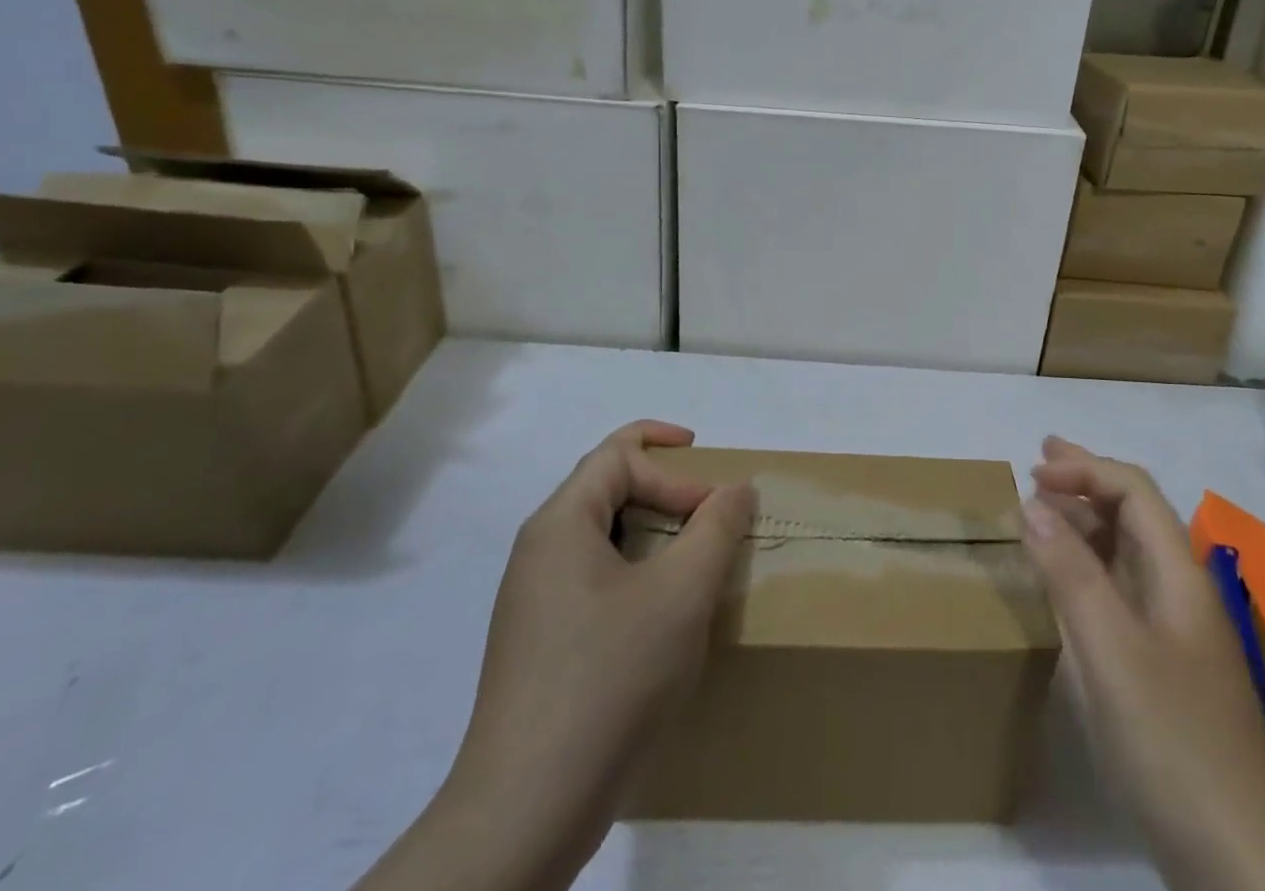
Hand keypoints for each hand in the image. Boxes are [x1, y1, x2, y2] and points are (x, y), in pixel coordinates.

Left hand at [356, 420, 753, 890]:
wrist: (528, 810)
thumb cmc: (611, 677)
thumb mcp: (682, 592)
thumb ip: (717, 527)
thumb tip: (737, 488)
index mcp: (561, 524)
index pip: (618, 454)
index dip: (674, 462)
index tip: (714, 502)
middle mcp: (539, 552)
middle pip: (606, 488)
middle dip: (663, 488)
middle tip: (707, 514)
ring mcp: (534, 602)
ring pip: (602, 538)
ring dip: (653, 534)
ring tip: (692, 563)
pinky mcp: (540, 645)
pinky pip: (593, 581)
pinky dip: (636, 576)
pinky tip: (662, 618)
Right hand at [1024, 438, 1264, 890]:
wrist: (1239, 857)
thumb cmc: (1171, 739)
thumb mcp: (1110, 650)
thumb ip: (1070, 573)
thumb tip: (1033, 504)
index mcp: (1178, 573)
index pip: (1134, 491)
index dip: (1085, 469)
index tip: (1034, 473)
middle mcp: (1180, 590)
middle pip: (1133, 513)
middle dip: (1087, 480)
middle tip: (1041, 460)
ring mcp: (1175, 631)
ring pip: (1126, 552)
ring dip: (1085, 520)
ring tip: (1044, 507)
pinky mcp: (1164, 668)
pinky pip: (1120, 591)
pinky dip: (1087, 566)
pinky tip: (1065, 579)